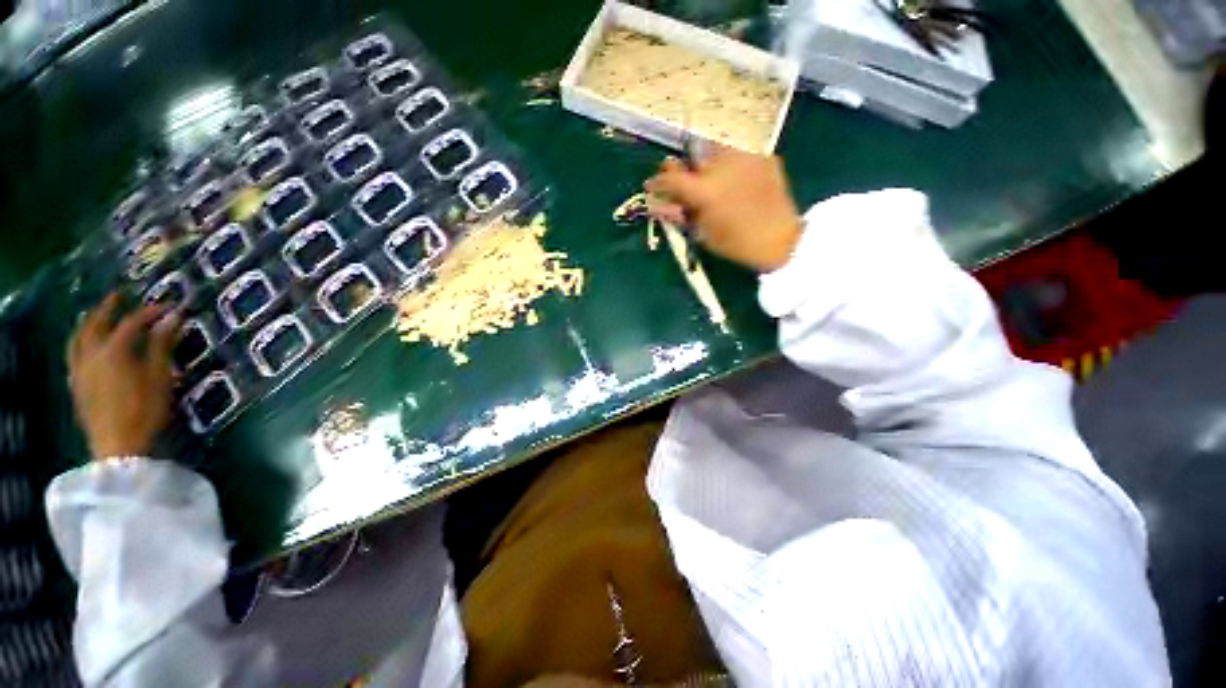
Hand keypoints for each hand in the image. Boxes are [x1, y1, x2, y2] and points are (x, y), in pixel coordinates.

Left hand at [68, 294, 181, 458]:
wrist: (118, 446)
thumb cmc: (145, 410)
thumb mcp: (160, 377)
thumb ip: (162, 345)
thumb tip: (173, 317)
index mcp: (114, 351)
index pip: (133, 322)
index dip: (150, 312)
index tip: (169, 307)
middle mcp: (91, 354)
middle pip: (96, 324)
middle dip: (108, 308)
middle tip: (119, 296)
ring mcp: (80, 370)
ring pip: (78, 338)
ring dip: (87, 323)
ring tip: (95, 316)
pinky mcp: (76, 384)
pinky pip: (73, 355)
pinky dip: (79, 343)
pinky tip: (84, 346)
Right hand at [644, 147, 802, 272]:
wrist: (781, 239)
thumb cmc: (737, 243)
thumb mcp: (702, 233)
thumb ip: (679, 214)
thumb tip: (656, 204)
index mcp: (705, 190)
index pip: (671, 178)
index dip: (657, 181)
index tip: (650, 185)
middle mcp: (722, 165)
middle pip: (692, 155)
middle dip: (682, 167)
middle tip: (681, 181)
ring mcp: (745, 157)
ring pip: (715, 148)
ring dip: (706, 161)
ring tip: (709, 178)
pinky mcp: (763, 156)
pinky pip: (738, 153)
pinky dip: (729, 163)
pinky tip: (732, 178)